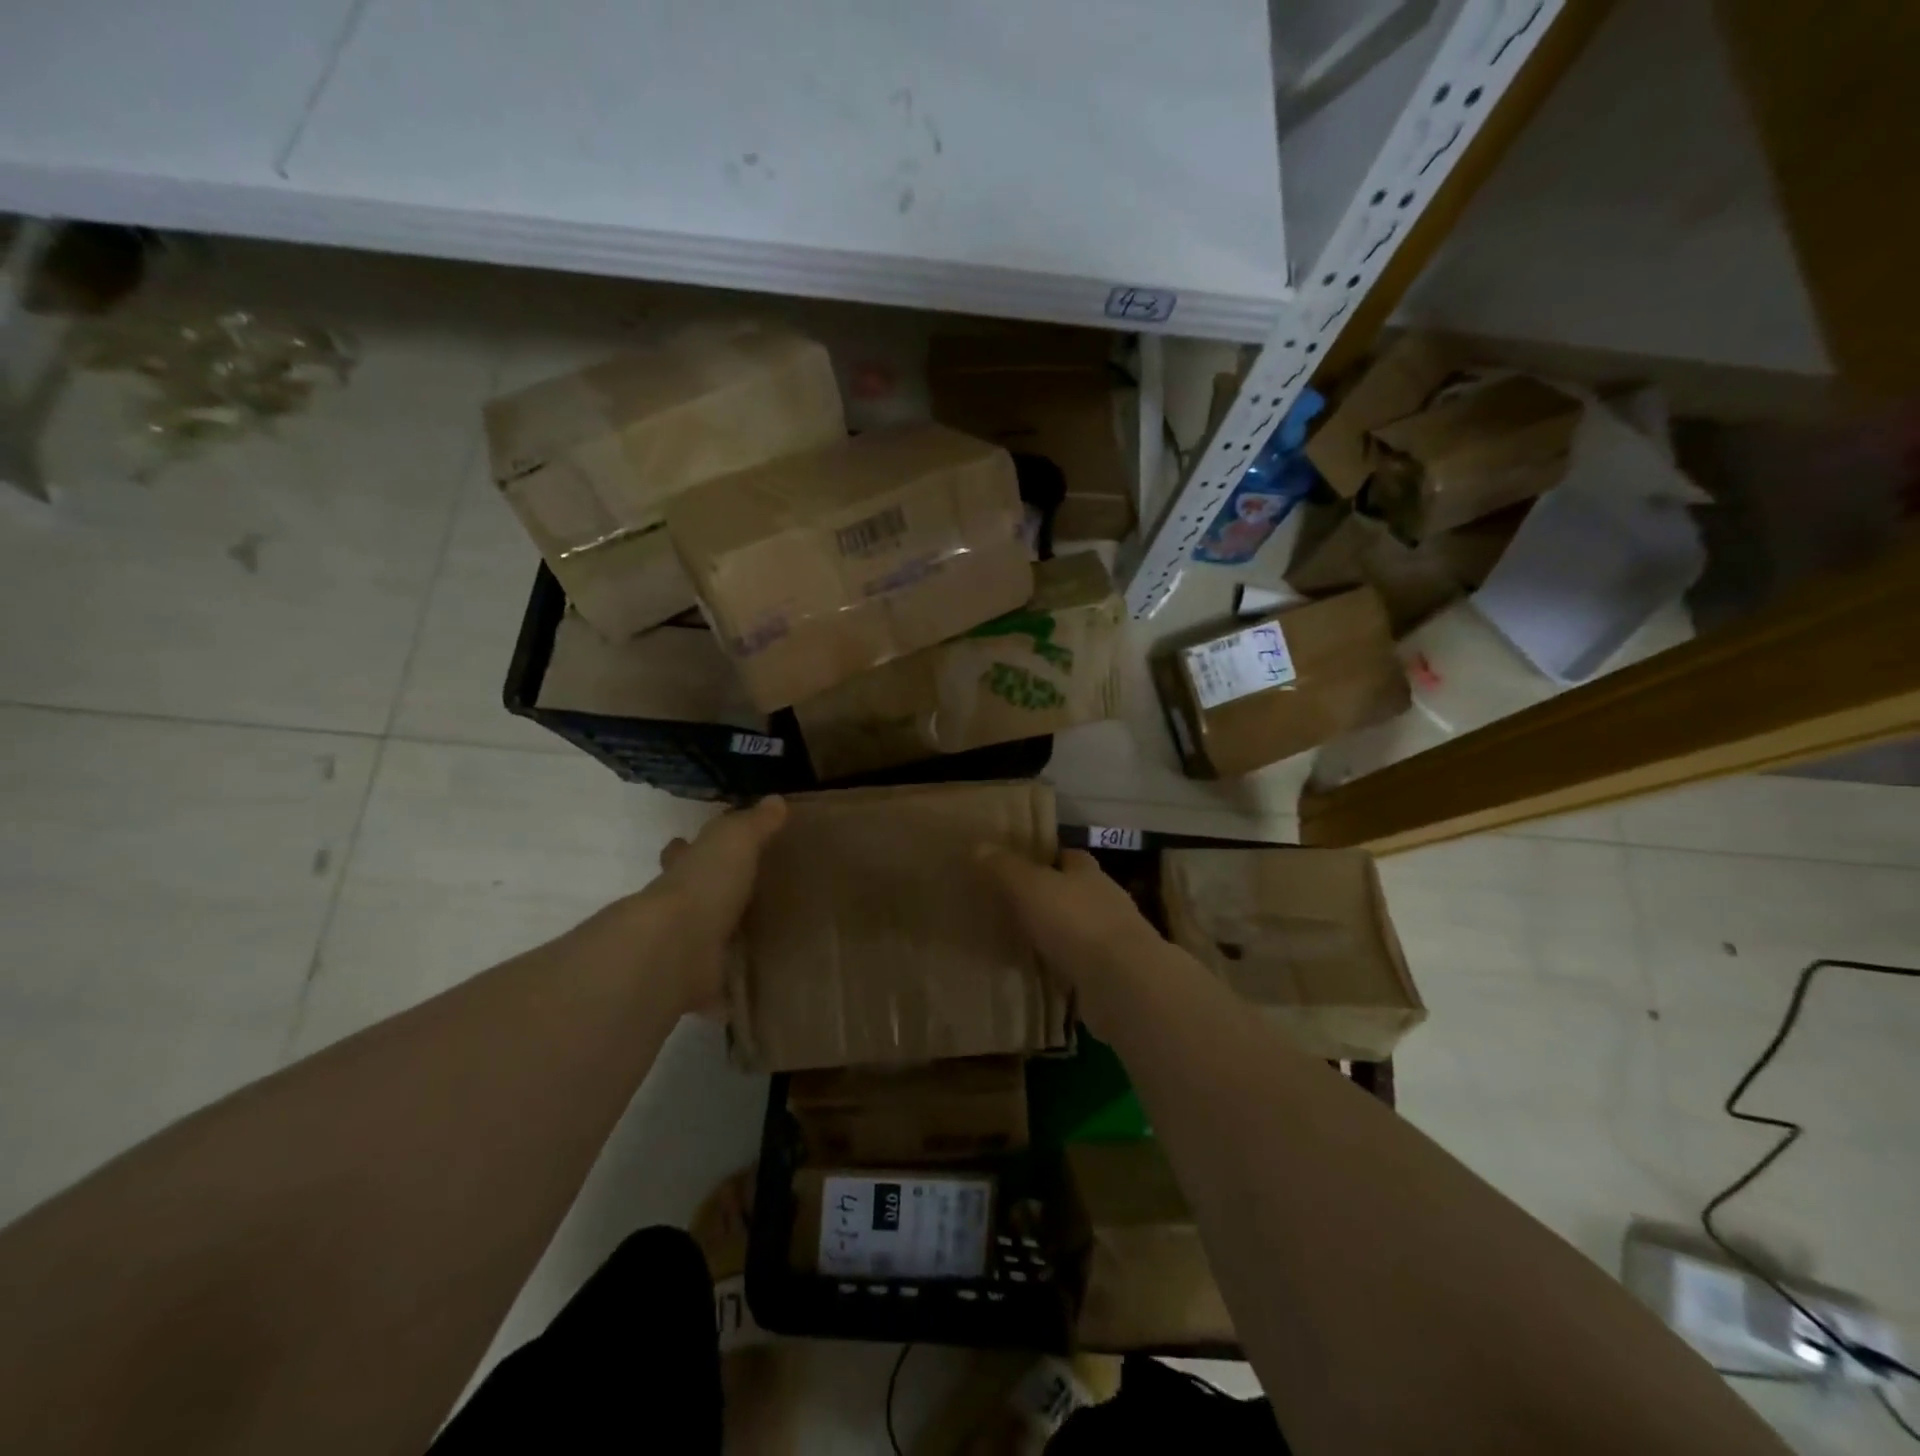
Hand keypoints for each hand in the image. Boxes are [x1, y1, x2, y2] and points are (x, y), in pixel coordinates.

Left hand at [645, 796, 787, 1015]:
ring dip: (716, 943)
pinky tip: (748, 995)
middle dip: (700, 896)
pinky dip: (726, 994)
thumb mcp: (736, 841)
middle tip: (730, 898)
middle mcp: (678, 909)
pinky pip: (715, 989)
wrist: (675, 948)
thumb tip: (775, 800)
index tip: (688, 843)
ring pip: (701, 942)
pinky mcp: (693, 986)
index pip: (683, 853)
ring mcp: (683, 949)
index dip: (686, 848)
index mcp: (686, 872)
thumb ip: (755, 824)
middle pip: (687, 897)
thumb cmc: (705, 885)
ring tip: (749, 945)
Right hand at [974, 847, 1158, 994]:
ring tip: (1025, 941)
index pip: (1070, 857)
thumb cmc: (1076, 922)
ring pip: (1080, 930)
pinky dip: (1065, 968)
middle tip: (1016, 905)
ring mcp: (1113, 941)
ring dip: (1059, 935)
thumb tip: (979, 846)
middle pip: (1077, 892)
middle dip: (1053, 897)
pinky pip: (1083, 966)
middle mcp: (1106, 901)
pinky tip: (1043, 975)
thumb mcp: (1031, 887)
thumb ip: (1005, 868)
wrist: (1122, 982)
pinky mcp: (1113, 976)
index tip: (1023, 866)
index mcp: (1089, 873)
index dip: (1049, 858)